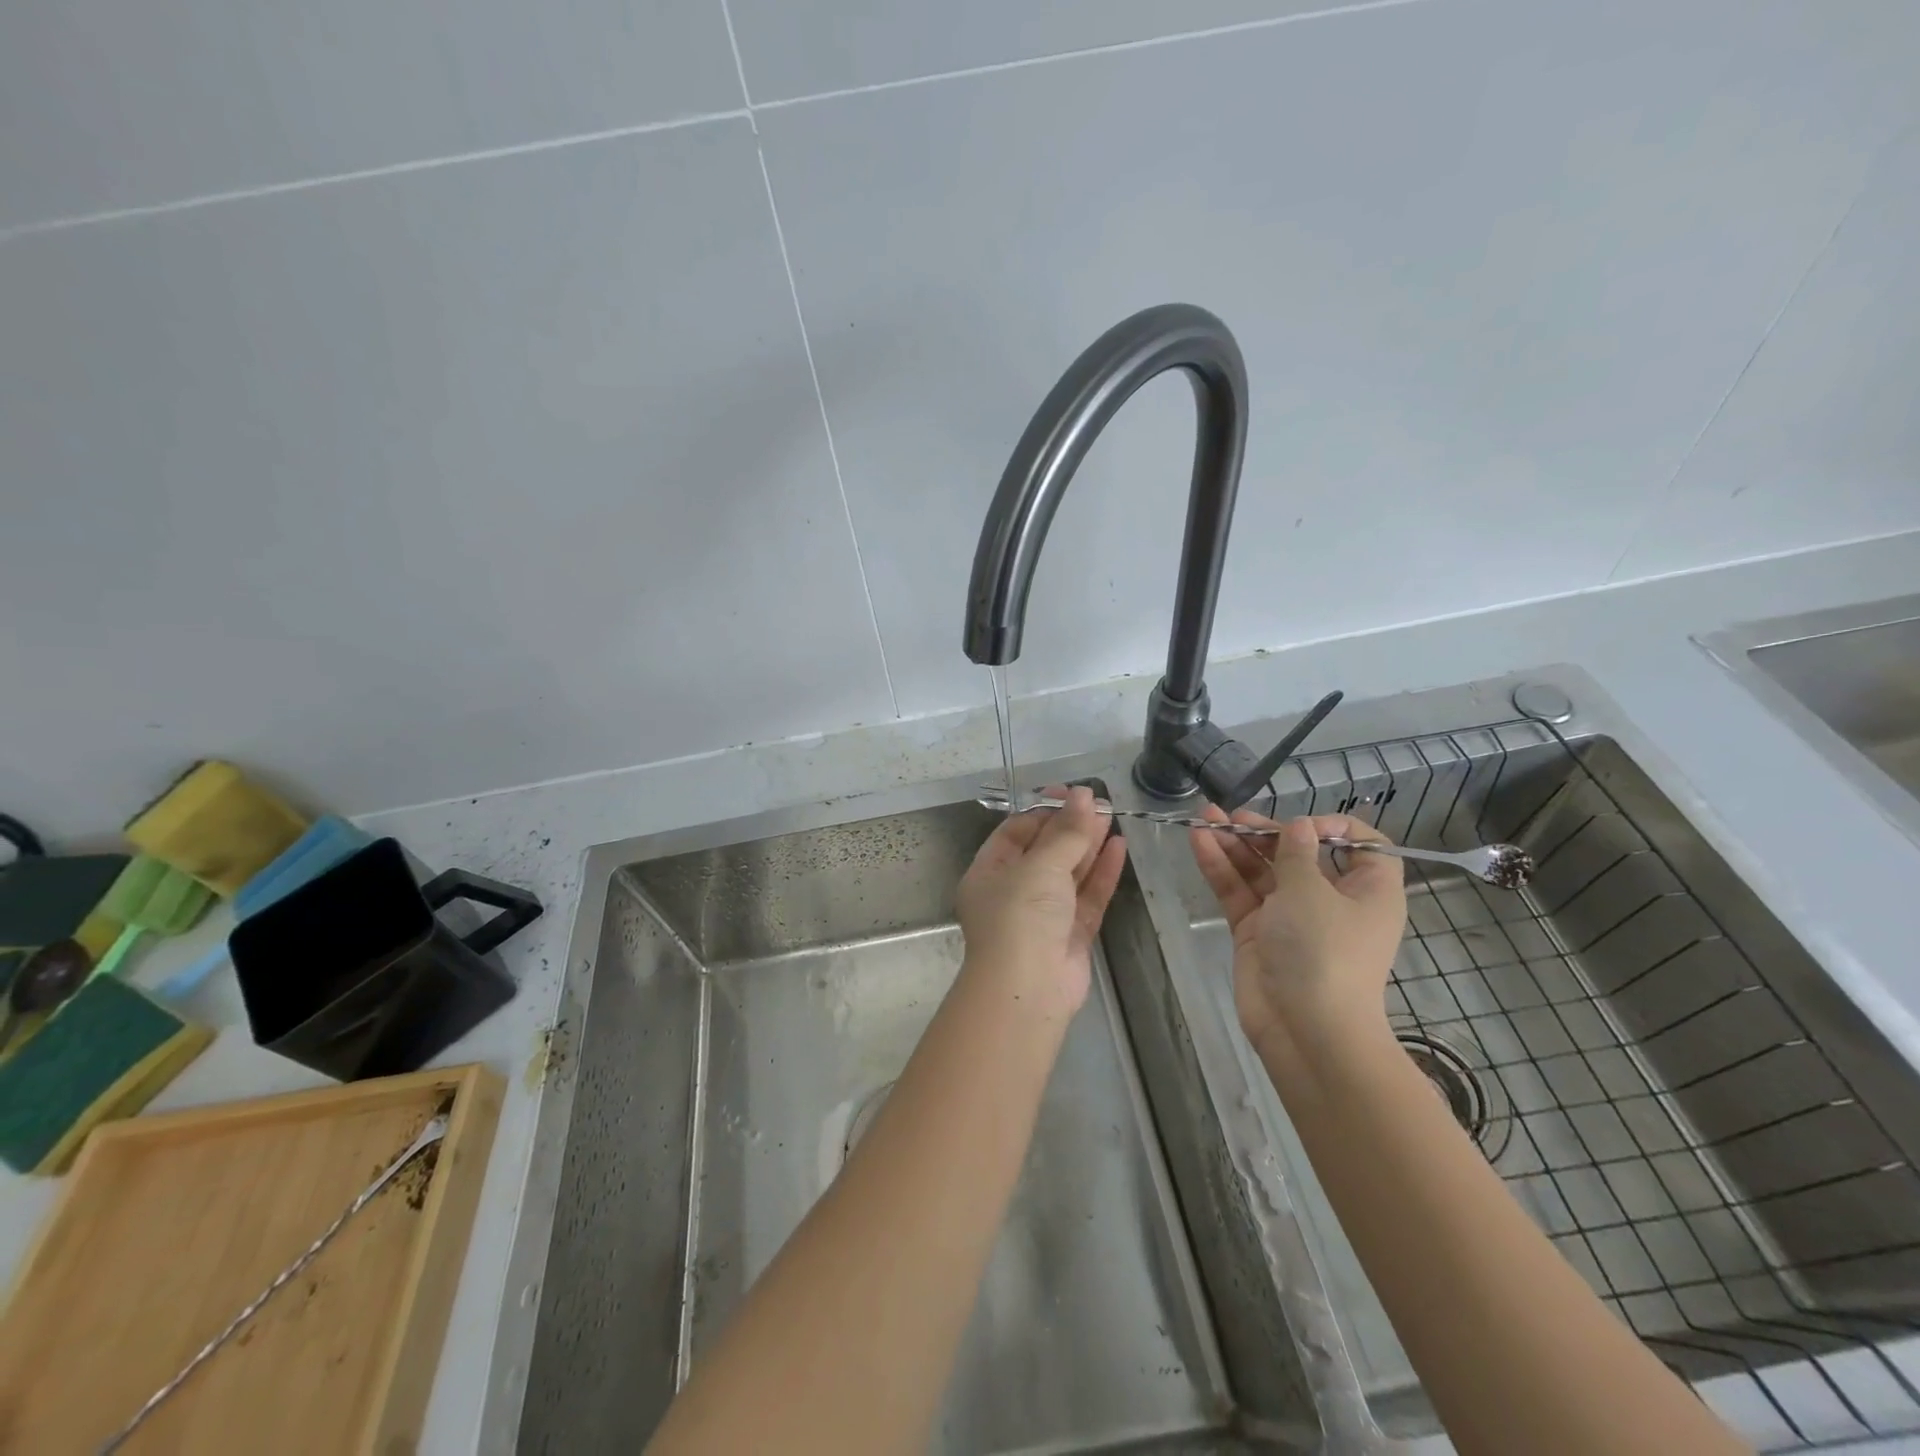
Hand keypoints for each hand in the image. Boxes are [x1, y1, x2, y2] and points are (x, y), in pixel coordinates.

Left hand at [957, 785, 1127, 1015]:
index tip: (1070, 794)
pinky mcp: (1071, 934)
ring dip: (1088, 846)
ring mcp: (1043, 915)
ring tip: (1112, 816)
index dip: (1043, 811)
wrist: (1028, 989)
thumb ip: (1066, 832)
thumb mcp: (1040, 866)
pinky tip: (1119, 847)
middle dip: (1070, 827)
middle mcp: (1013, 892)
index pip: (1015, 832)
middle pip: (1044, 851)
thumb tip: (1082, 795)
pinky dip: (1102, 873)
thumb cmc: (1020, 916)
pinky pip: (1087, 897)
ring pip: (1068, 873)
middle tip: (1098, 802)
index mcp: (989, 873)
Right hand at [1189, 809, 1406, 1071]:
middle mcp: (1330, 900)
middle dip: (1265, 832)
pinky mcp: (1257, 932)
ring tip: (1203, 818)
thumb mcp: (1312, 892)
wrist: (1306, 1030)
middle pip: (1298, 854)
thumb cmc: (1324, 952)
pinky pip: (1239, 892)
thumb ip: (1296, 853)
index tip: (1302, 825)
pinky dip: (1221, 867)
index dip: (1334, 827)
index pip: (1361, 847)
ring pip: (1261, 871)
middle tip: (1233, 815)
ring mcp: (1289, 917)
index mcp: (1367, 891)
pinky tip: (1199, 841)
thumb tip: (1299, 826)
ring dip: (1234, 844)